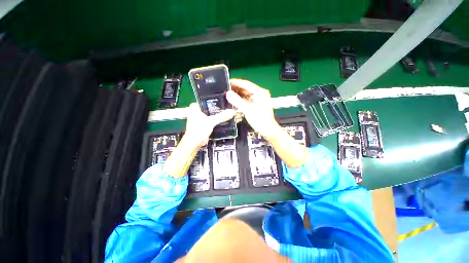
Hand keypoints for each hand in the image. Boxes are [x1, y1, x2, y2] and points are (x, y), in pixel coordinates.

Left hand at [184, 103, 235, 146]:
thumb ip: (222, 116)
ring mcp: (199, 117)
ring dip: (218, 114)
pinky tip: (223, 119)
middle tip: (228, 106)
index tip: (225, 100)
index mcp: (195, 107)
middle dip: (218, 108)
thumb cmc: (198, 131)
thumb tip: (232, 111)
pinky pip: (211, 119)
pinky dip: (216, 119)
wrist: (194, 143)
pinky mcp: (203, 123)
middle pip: (210, 107)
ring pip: (211, 113)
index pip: (207, 99)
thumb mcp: (211, 122)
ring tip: (227, 112)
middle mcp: (196, 111)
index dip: (216, 100)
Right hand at [226, 79, 280, 138]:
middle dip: (235, 90)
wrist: (267, 130)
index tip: (227, 82)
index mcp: (260, 92)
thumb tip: (228, 93)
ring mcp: (257, 100)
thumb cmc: (260, 120)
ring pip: (245, 96)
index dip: (236, 82)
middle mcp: (259, 94)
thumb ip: (237, 101)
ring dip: (237, 97)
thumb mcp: (247, 109)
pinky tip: (234, 104)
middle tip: (225, 90)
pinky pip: (246, 101)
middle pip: (245, 89)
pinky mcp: (255, 105)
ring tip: (227, 96)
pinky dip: (240, 102)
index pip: (246, 84)